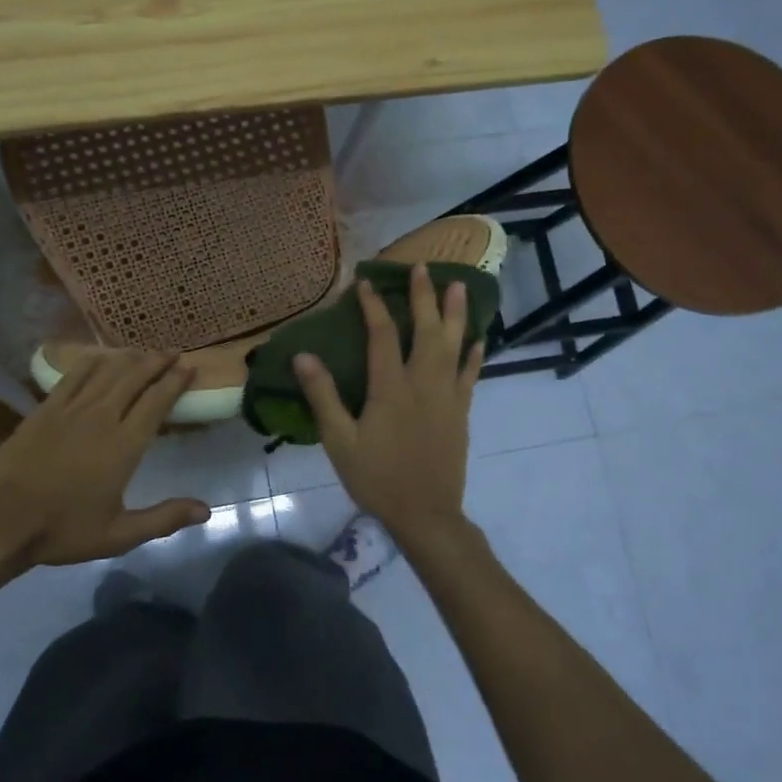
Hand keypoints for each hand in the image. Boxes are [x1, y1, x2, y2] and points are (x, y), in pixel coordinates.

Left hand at [0, 351, 209, 570]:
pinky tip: (101, 357)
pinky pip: (74, 375)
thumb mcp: (119, 535)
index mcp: (125, 445)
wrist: (2, 522)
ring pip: (108, 371)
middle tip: (172, 352)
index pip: (157, 401)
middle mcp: (103, 417)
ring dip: (129, 358)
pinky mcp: (46, 408)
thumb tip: (207, 511)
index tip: (190, 367)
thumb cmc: (64, 530)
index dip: (176, 381)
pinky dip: (92, 361)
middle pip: (135, 378)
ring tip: (144, 351)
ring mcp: (71, 408)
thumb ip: (164, 518)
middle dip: (157, 362)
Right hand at [294, 264, 479, 539]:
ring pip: (454, 346)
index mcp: (391, 388)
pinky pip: (470, 376)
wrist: (425, 514)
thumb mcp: (340, 441)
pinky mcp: (461, 412)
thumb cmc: (377, 478)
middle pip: (427, 331)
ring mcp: (447, 397)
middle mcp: (424, 383)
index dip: (373, 305)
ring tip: (459, 286)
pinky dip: (474, 355)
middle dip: (424, 297)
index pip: (382, 335)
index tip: (365, 282)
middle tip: (423, 267)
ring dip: (457, 314)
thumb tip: (303, 356)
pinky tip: (478, 340)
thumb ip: (323, 397)